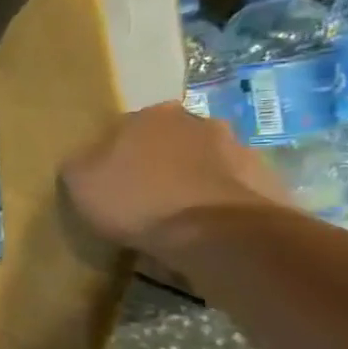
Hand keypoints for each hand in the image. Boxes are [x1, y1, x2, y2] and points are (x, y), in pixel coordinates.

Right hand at [61, 102, 290, 255]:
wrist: (215, 234)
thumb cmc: (137, 200)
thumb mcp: (81, 182)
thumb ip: (80, 163)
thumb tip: (86, 160)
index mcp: (152, 115)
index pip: (126, 127)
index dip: (115, 154)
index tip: (110, 181)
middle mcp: (199, 121)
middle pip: (170, 141)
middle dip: (159, 162)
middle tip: (144, 196)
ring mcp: (240, 149)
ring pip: (205, 163)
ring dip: (192, 181)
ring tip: (177, 217)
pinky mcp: (267, 181)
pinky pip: (230, 190)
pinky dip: (217, 203)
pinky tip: (204, 229)